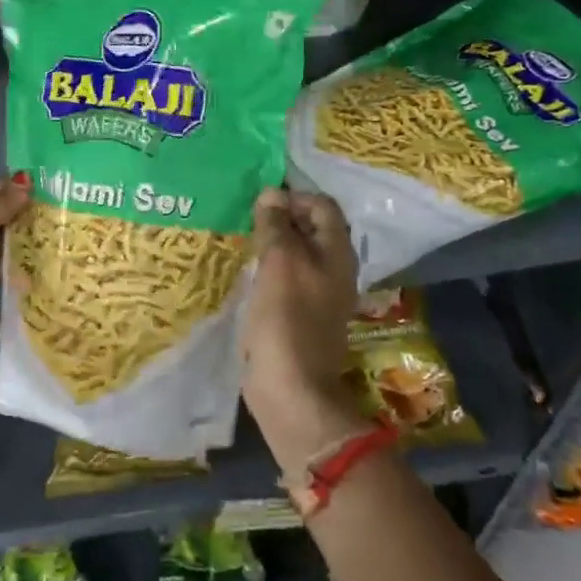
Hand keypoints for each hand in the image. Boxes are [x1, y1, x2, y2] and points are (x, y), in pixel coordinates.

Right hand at [241, 187, 362, 455]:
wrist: (291, 386)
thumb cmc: (287, 318)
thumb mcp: (279, 262)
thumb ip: (276, 226)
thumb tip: (272, 193)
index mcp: (338, 252)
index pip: (322, 205)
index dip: (293, 196)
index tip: (259, 203)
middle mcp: (334, 269)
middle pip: (310, 228)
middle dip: (280, 218)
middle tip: (246, 218)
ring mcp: (318, 293)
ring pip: (296, 254)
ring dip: (272, 243)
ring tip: (242, 240)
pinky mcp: (300, 314)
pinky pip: (286, 278)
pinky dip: (269, 269)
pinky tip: (246, 272)